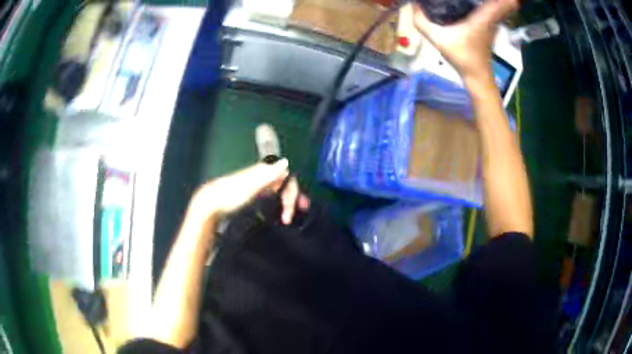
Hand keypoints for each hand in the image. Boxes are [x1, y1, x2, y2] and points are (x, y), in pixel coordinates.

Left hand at [189, 159, 309, 224]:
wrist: (211, 205)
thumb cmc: (230, 195)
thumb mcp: (250, 185)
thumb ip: (268, 174)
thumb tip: (286, 161)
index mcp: (262, 171)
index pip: (286, 177)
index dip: (294, 191)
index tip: (297, 207)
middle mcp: (261, 175)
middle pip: (283, 183)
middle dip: (293, 196)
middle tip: (299, 211)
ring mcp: (256, 185)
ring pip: (277, 190)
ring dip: (286, 201)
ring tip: (289, 216)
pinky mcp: (251, 194)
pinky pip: (270, 196)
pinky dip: (277, 203)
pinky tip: (277, 211)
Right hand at [412, 0, 518, 80]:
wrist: (478, 77)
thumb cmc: (462, 58)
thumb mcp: (438, 39)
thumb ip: (422, 21)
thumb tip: (412, 4)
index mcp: (482, 18)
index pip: (500, 3)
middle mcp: (491, 18)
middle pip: (503, 2)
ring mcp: (492, 22)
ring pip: (499, 4)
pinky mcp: (490, 26)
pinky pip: (493, 8)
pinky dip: (491, 2)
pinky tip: (478, 0)